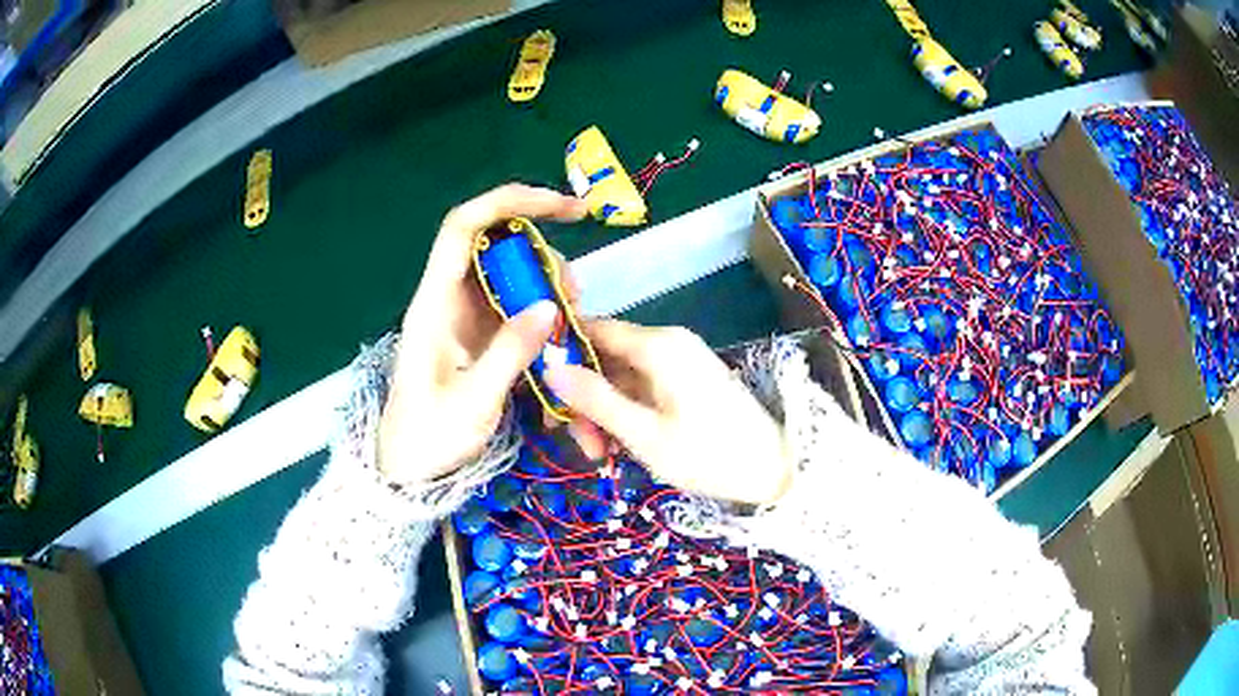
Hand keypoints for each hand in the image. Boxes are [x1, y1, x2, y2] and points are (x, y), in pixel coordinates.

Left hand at [378, 184, 587, 485]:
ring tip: (572, 320)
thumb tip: (550, 306)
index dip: (510, 202)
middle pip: (494, 245)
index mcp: (434, 304)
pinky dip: (540, 312)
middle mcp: (447, 299)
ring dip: (545, 285)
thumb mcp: (472, 403)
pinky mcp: (475, 336)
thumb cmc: (428, 440)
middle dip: (542, 254)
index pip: (464, 227)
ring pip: (508, 275)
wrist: (407, 470)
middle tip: (575, 294)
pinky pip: (512, 305)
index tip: (564, 208)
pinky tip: (559, 337)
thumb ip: (509, 353)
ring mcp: (462, 317)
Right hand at [545, 321, 792, 504]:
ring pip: (621, 378)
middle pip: (605, 359)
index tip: (542, 391)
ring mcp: (678, 363)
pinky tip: (620, 447)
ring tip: (601, 456)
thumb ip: (595, 398)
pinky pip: (642, 389)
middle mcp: (667, 344)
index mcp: (657, 345)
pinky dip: (626, 414)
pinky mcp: (686, 382)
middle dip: (584, 399)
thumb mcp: (644, 433)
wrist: (773, 469)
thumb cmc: (708, 453)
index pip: (593, 329)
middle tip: (580, 446)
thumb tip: (549, 365)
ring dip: (604, 413)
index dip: (562, 354)